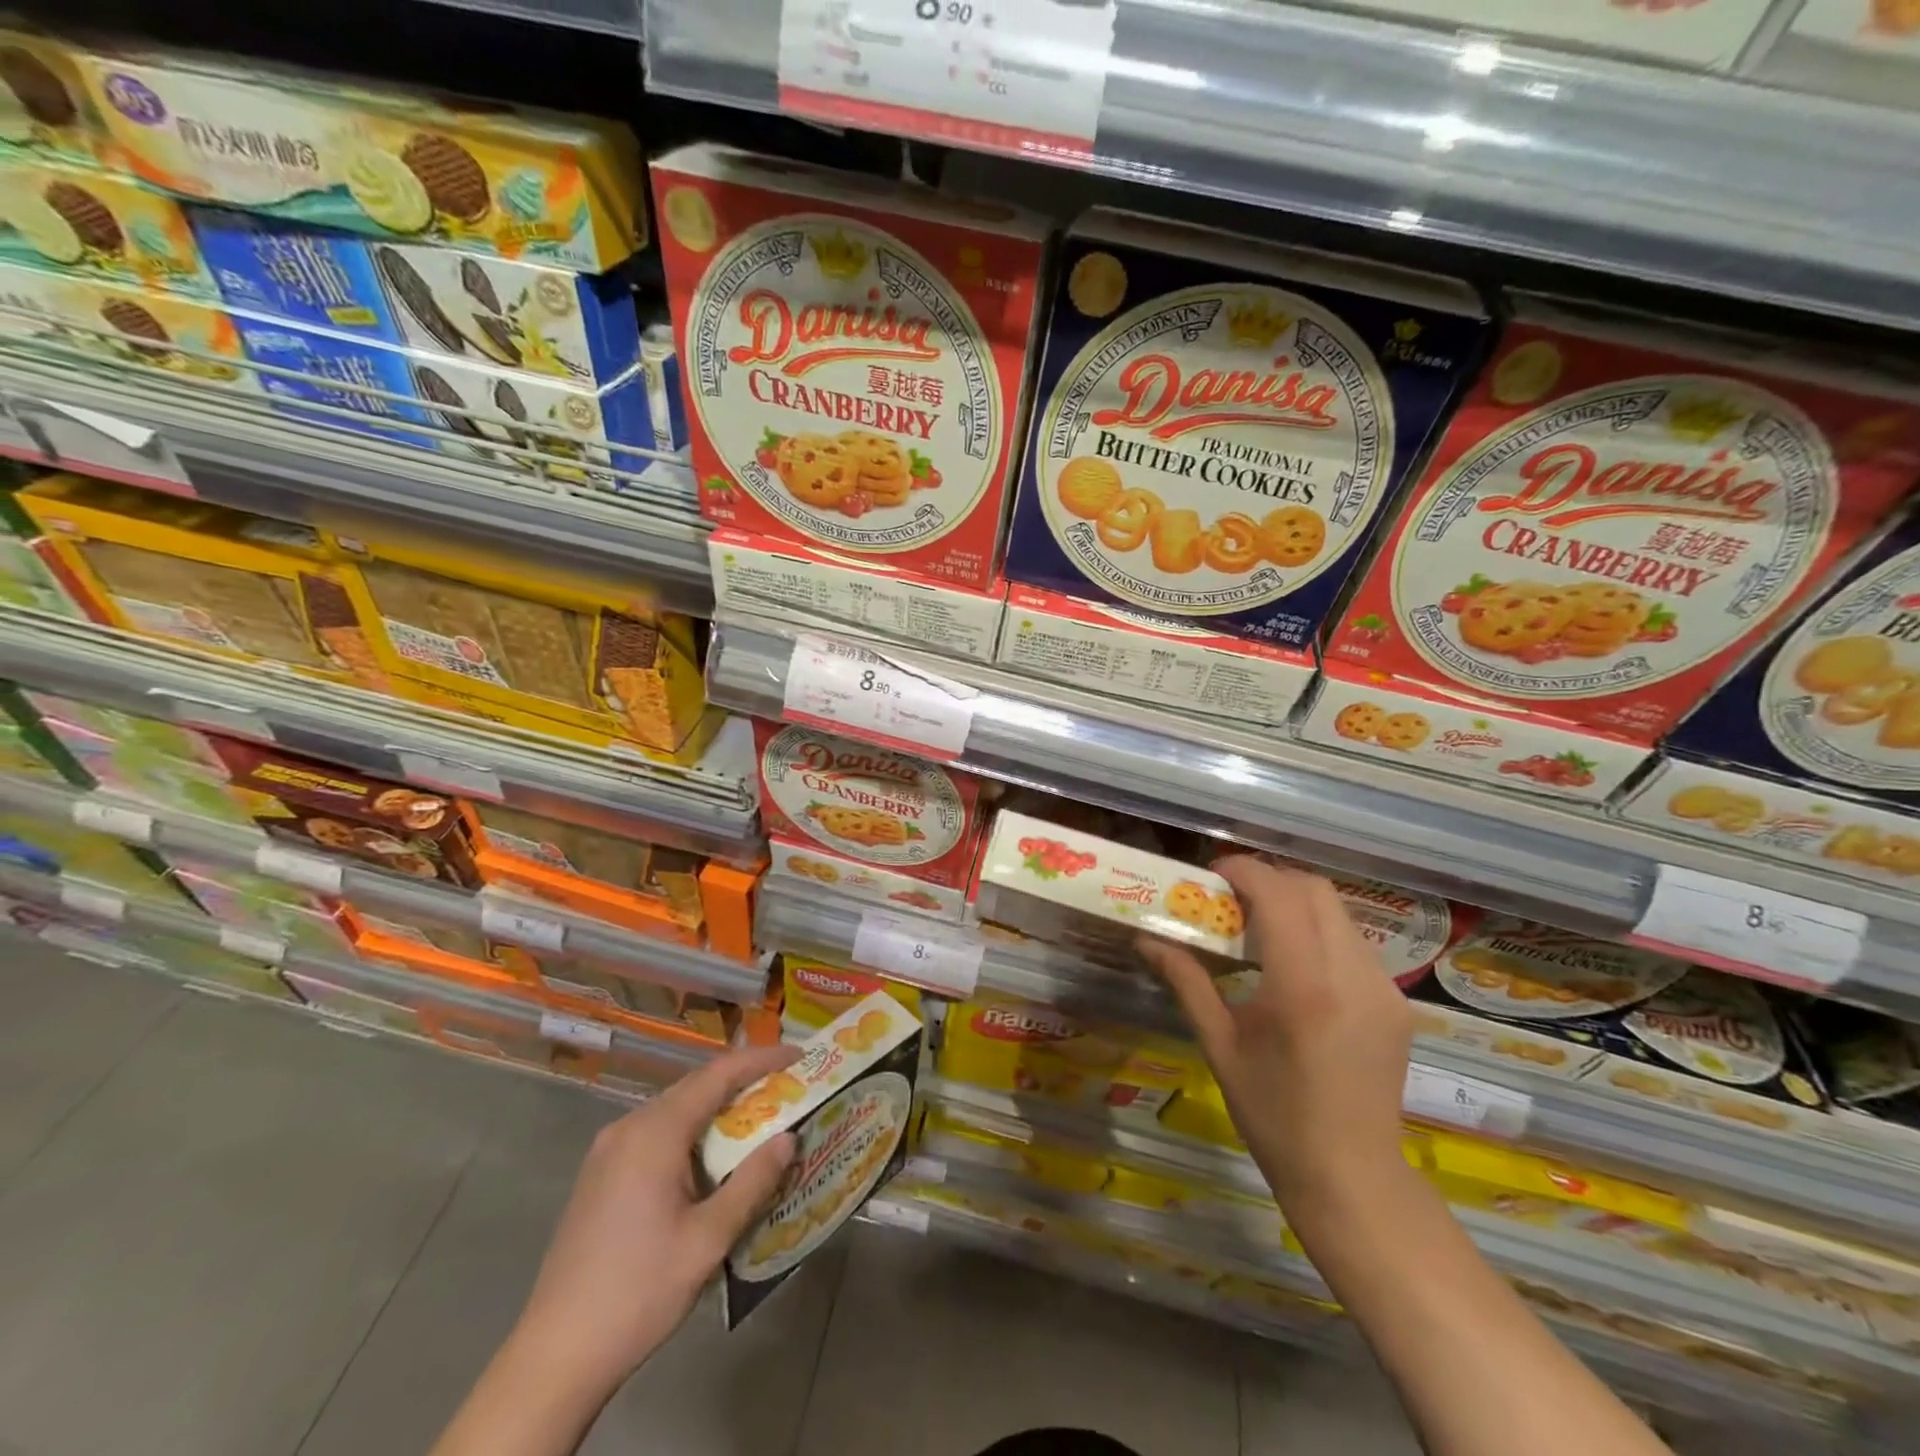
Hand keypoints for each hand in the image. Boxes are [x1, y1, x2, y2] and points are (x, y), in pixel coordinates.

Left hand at [509, 1045, 799, 1399]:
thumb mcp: (707, 1241)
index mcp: (654, 1133)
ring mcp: (608, 1150)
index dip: (761, 1059)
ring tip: (758, 1117)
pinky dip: (692, 1129)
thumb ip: (752, 1182)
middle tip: (787, 1086)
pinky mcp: (600, 1174)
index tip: (798, 1055)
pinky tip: (711, 1156)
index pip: (717, 1075)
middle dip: (743, 1080)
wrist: (554, 1356)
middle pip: (695, 1086)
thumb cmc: (638, 1292)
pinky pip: (656, 1131)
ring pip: (675, 1108)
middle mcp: (629, 1127)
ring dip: (717, 1106)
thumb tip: (788, 1138)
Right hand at [1138, 858, 1411, 1211]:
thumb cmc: (1272, 1114)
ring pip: (1338, 912)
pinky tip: (1295, 963)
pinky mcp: (1396, 1002)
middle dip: (1270, 879)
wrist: (1350, 1176)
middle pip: (1314, 889)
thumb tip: (1146, 938)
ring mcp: (1383, 988)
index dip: (1243, 870)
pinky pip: (1353, 942)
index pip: (1278, 895)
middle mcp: (1351, 975)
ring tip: (1260, 927)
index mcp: (1302, 986)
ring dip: (1296, 903)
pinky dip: (1319, 931)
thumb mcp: (1219, 1044)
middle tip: (1232, 897)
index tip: (1212, 873)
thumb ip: (1186, 980)